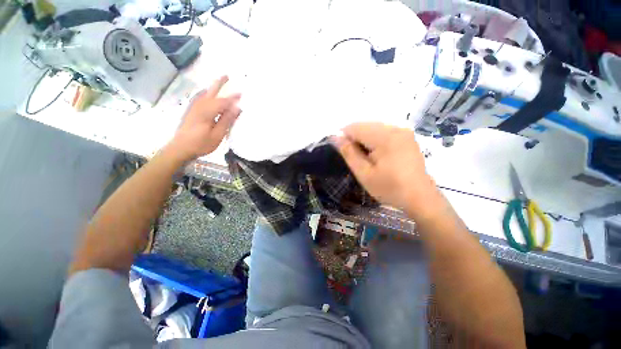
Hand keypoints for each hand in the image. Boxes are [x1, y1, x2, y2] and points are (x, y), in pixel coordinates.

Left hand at [169, 76, 240, 161]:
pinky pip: (199, 98)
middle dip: (219, 83)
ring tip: (220, 82)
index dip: (233, 98)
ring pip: (204, 94)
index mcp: (207, 112)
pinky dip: (205, 93)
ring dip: (212, 87)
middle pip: (211, 92)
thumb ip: (226, 120)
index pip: (223, 102)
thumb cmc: (201, 144)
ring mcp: (193, 108)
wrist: (180, 148)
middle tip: (227, 75)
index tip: (242, 94)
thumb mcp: (217, 135)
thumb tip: (236, 108)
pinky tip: (207, 93)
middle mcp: (199, 106)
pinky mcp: (190, 111)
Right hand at [334, 123, 438, 216]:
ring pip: (374, 128)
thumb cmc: (390, 188)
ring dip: (364, 140)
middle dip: (354, 138)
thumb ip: (349, 153)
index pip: (355, 127)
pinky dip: (374, 140)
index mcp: (385, 137)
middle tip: (354, 158)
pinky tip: (376, 155)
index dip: (343, 137)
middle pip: (365, 125)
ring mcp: (403, 131)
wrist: (420, 197)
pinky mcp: (407, 137)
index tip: (342, 152)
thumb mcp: (364, 173)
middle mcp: (395, 128)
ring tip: (364, 158)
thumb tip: (335, 137)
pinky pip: (384, 132)